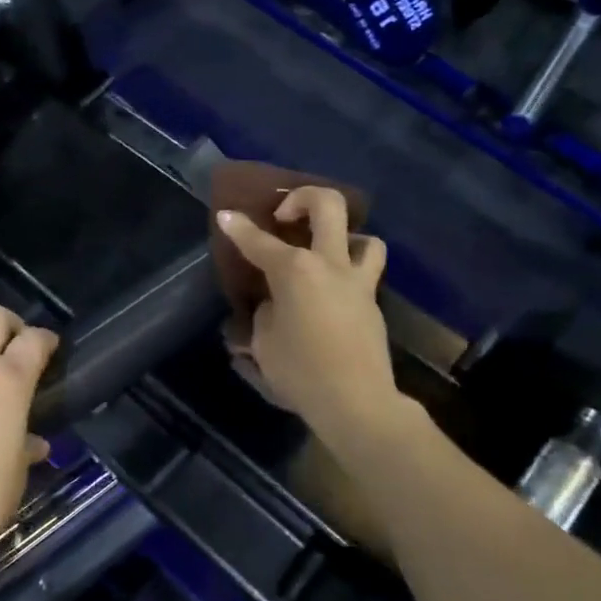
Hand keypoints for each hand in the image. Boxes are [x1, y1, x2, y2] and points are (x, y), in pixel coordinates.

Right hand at [216, 187, 396, 440]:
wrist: (356, 402)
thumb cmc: (300, 372)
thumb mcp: (265, 344)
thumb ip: (266, 314)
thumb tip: (274, 306)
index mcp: (295, 271)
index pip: (259, 241)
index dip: (239, 227)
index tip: (227, 215)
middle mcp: (329, 265)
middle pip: (328, 205)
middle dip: (303, 198)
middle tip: (285, 215)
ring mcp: (358, 282)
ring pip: (365, 237)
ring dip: (343, 237)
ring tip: (324, 254)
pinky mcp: (373, 303)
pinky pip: (365, 273)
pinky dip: (349, 273)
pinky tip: (332, 294)